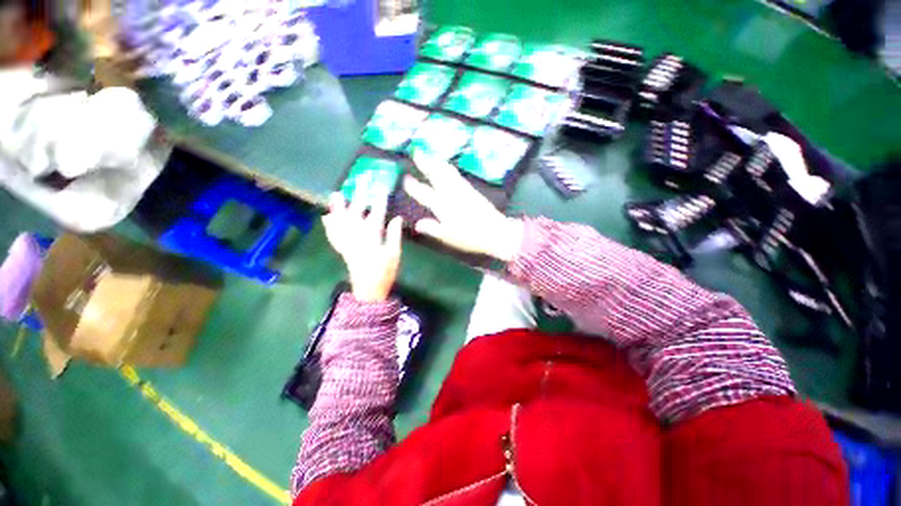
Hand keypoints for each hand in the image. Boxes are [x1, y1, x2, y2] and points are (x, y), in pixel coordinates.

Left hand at [322, 193, 402, 301]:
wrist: (368, 290)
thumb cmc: (385, 272)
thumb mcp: (394, 254)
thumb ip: (394, 235)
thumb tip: (397, 218)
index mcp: (372, 239)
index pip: (376, 215)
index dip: (379, 200)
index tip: (381, 187)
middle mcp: (356, 237)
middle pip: (357, 213)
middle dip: (359, 196)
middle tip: (361, 182)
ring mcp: (347, 243)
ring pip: (340, 221)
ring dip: (338, 208)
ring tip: (337, 195)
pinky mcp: (342, 249)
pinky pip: (333, 235)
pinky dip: (329, 225)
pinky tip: (326, 217)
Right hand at [404, 152, 523, 261]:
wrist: (495, 231)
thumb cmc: (470, 237)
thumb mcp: (448, 237)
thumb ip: (432, 229)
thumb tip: (417, 224)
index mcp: (442, 206)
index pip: (424, 193)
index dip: (413, 186)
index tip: (405, 179)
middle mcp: (451, 193)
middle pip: (436, 174)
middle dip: (425, 163)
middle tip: (416, 152)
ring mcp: (462, 189)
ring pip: (446, 171)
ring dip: (436, 162)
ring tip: (430, 155)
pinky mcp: (471, 189)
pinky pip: (456, 174)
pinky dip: (447, 168)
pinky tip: (447, 168)